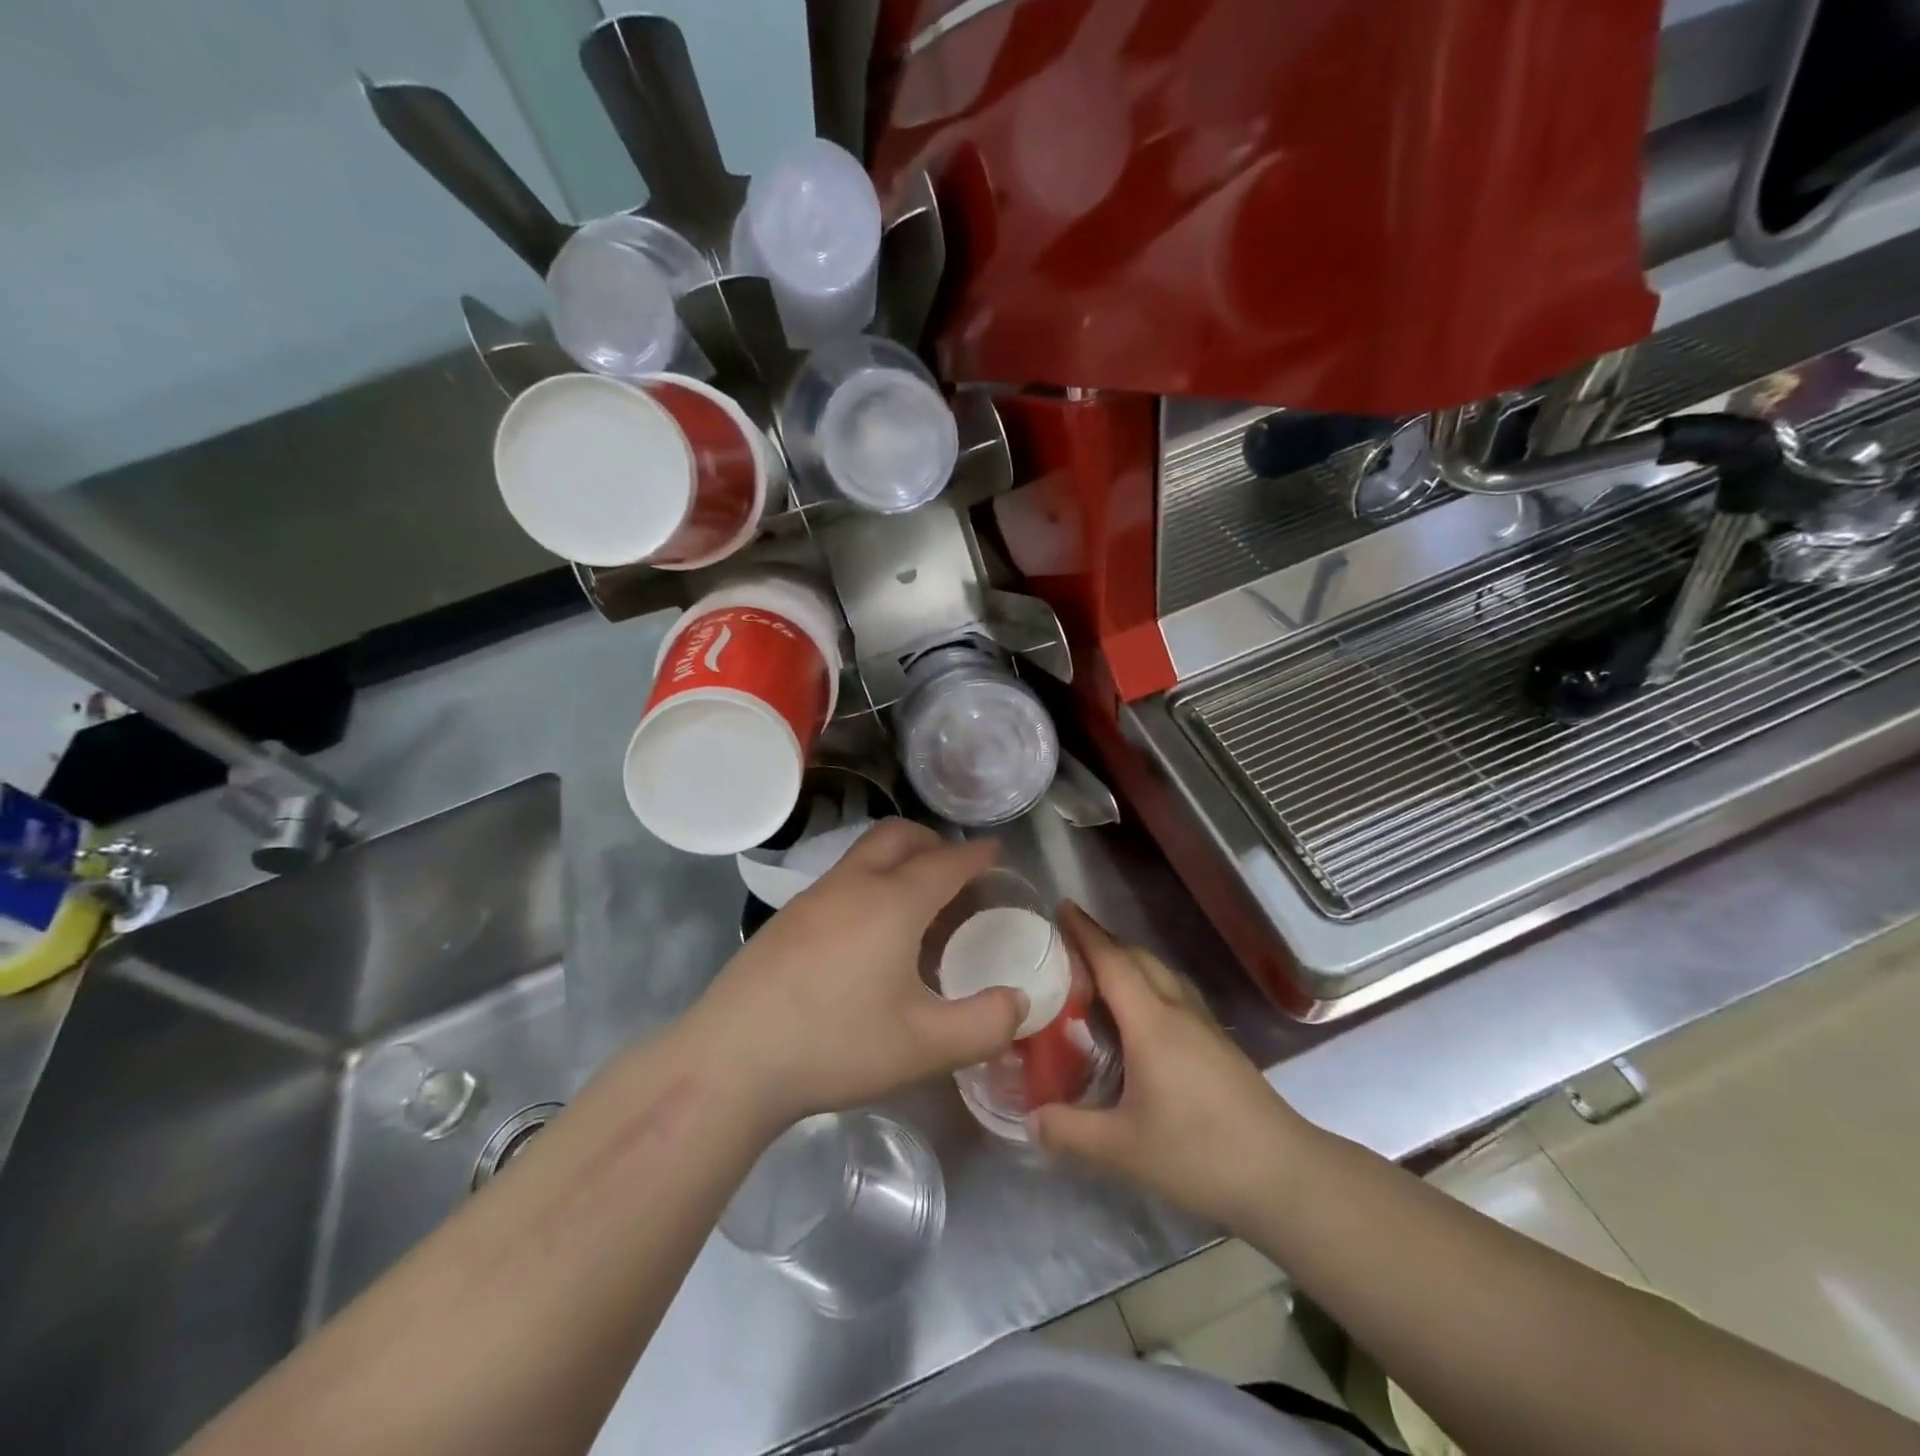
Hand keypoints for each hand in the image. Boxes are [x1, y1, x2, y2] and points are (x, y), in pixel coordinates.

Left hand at [686, 820, 1026, 1129]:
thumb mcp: (924, 1046)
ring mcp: (812, 897)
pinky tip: (867, 930)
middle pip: (898, 836)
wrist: (732, 1059)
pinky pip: (840, 878)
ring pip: (863, 853)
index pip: (946, 863)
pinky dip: (869, 880)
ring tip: (915, 900)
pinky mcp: (785, 918)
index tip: (996, 851)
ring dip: (897, 858)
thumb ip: (984, 1024)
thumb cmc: (836, 1045)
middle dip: (933, 841)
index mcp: (892, 903)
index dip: (976, 855)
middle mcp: (852, 884)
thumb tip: (1019, 1002)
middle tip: (956, 869)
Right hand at [1033, 904, 1308, 1228]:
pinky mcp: (1220, 1047)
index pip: (1112, 962)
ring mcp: (1204, 1027)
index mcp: (1152, 1023)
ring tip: (1100, 975)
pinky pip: (1176, 995)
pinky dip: (1149, 986)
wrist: (1285, 1176)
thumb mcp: (1123, 1150)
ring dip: (1129, 962)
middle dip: (1104, 942)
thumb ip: (1069, 1132)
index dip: (1085, 932)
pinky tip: (1141, 1017)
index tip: (1061, 906)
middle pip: (1139, 959)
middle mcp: (1178, 1012)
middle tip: (1068, 946)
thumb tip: (1030, 1120)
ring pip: (1162, 974)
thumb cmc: (1200, 1153)